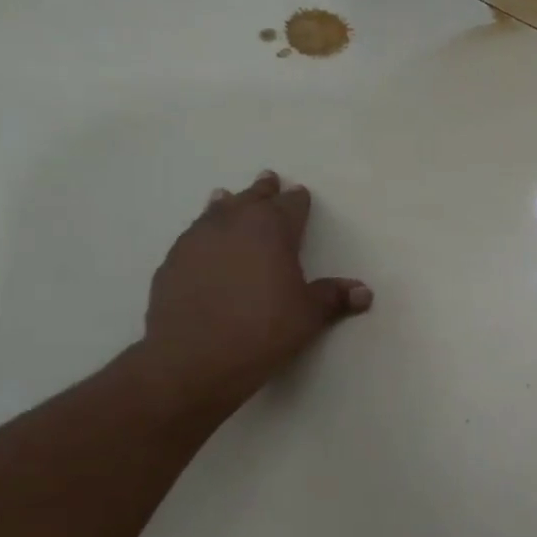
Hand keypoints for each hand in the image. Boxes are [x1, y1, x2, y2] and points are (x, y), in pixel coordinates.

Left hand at [132, 169, 371, 417]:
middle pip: (252, 198)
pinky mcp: (172, 261)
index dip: (298, 200)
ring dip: (227, 204)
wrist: (193, 358)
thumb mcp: (308, 316)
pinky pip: (193, 237)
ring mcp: (197, 239)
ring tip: (226, 197)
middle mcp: (234, 223)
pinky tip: (202, 244)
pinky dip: (203, 234)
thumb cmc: (263, 331)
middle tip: (268, 179)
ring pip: (216, 211)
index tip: (300, 195)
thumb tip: (364, 292)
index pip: (291, 205)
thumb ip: (334, 298)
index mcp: (272, 229)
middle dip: (263, 191)